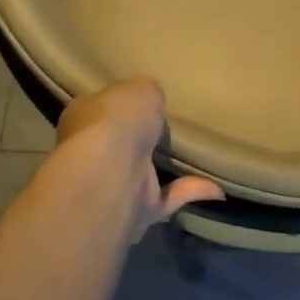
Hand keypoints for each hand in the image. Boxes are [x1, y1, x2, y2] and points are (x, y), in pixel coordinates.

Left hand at [54, 79, 222, 237]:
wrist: (112, 171)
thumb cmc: (118, 119)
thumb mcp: (141, 88)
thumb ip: (149, 95)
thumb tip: (152, 104)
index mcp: (83, 118)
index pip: (101, 108)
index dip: (122, 105)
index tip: (147, 104)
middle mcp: (91, 154)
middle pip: (119, 144)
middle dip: (142, 140)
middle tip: (172, 130)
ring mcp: (113, 185)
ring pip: (143, 175)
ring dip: (167, 170)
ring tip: (199, 157)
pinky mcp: (136, 211)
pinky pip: (168, 198)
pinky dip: (191, 191)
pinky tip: (217, 186)